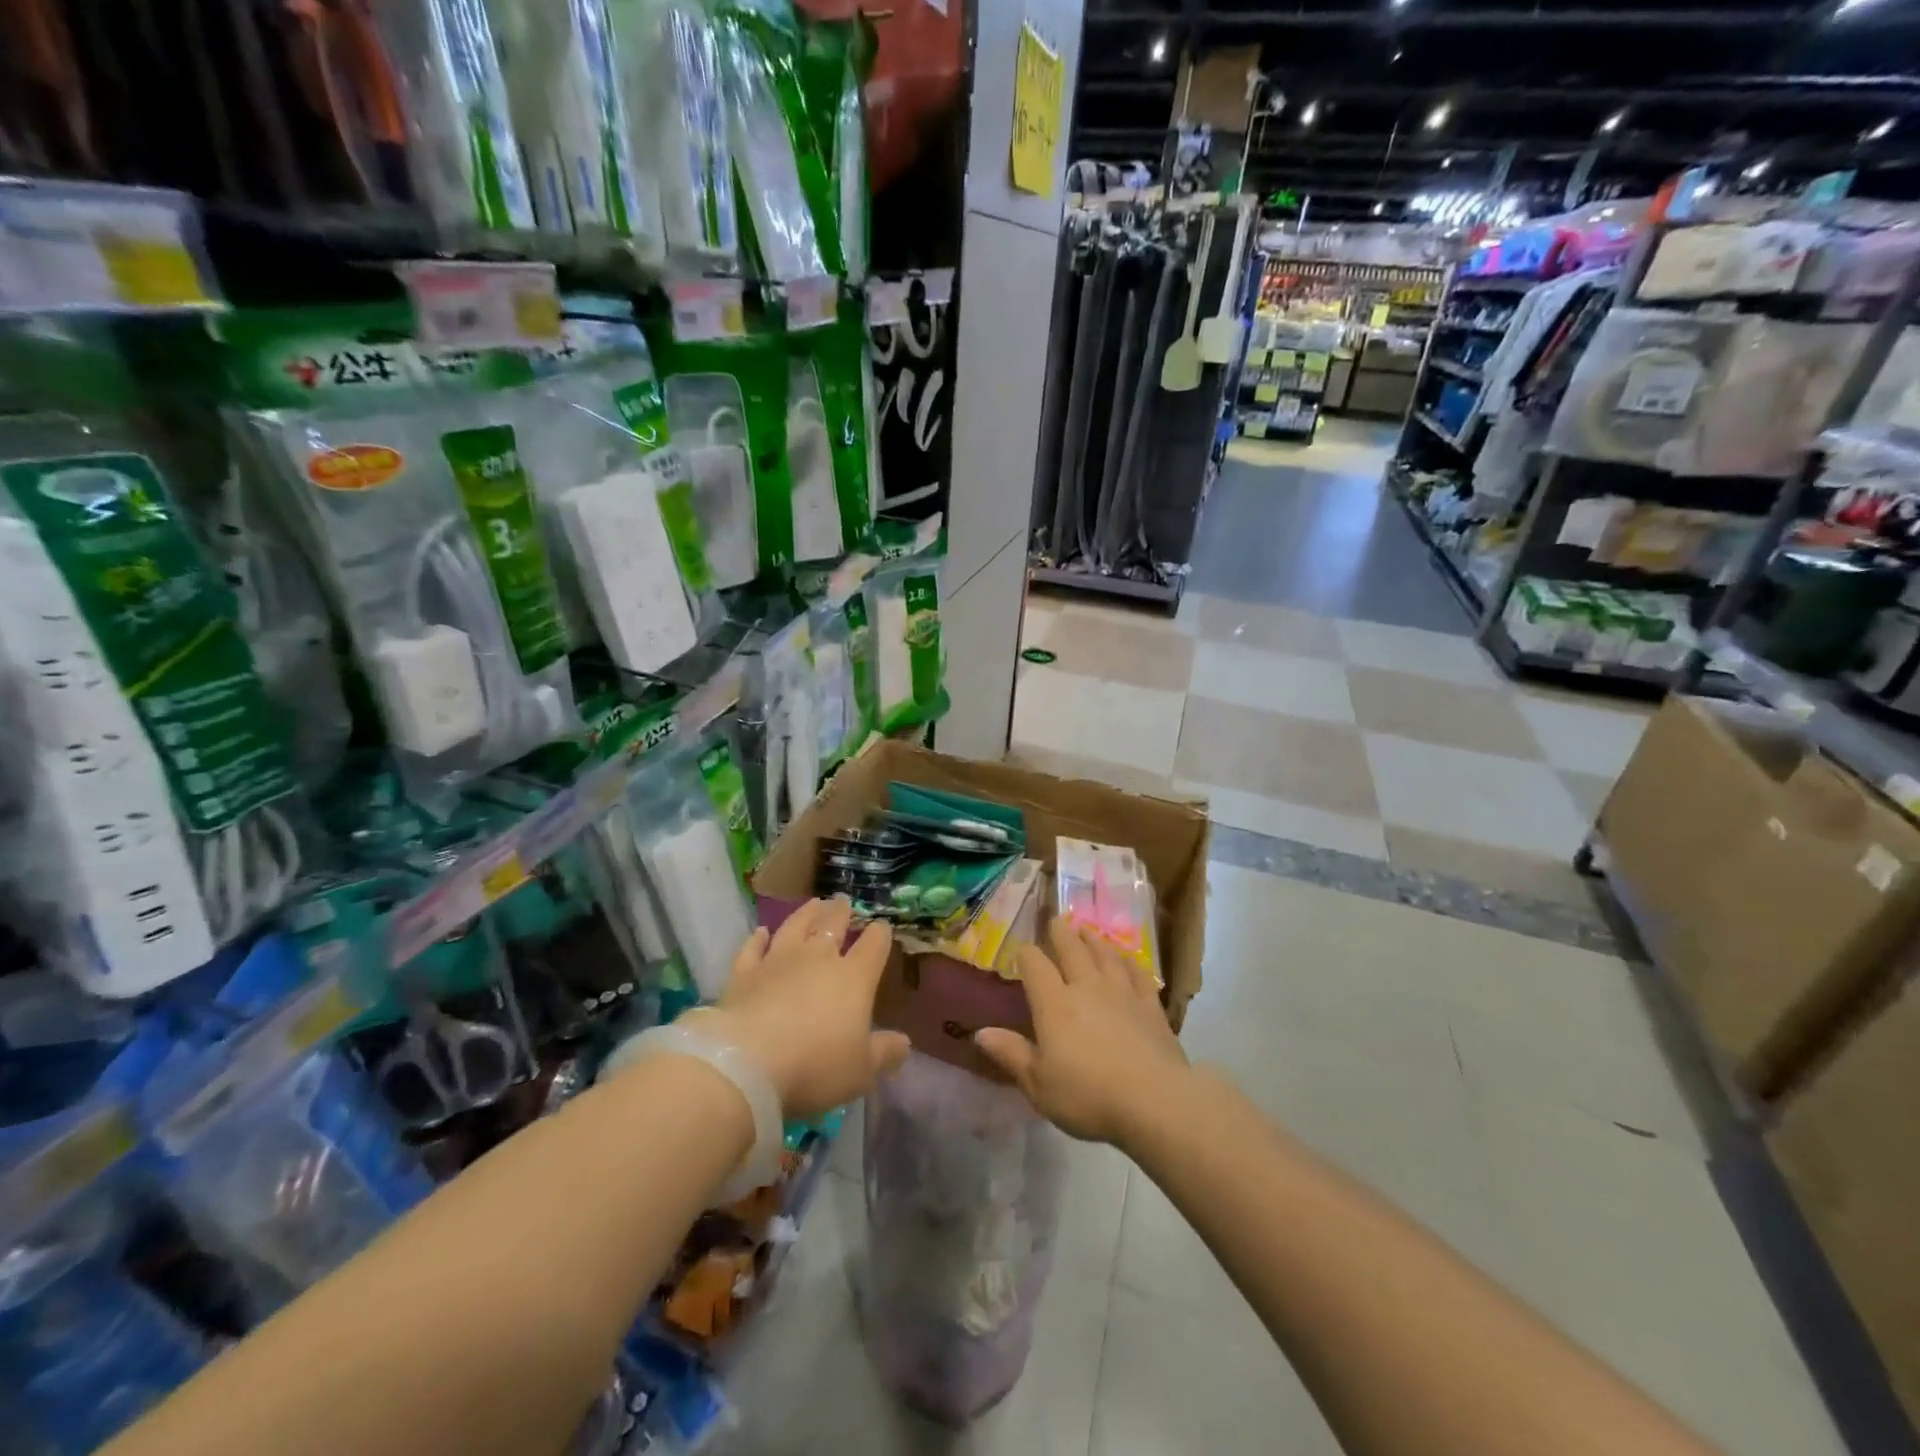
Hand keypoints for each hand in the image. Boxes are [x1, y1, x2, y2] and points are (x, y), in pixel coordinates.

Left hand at [685, 898, 910, 1118]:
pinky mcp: (744, 973)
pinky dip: (758, 938)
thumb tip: (904, 1042)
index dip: (880, 934)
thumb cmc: (814, 1066)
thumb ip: (884, 1053)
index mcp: (854, 978)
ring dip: (806, 913)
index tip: (882, 926)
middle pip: (832, 925)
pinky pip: (752, 948)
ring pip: (795, 926)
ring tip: (814, 903)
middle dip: (841, 912)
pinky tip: (761, 931)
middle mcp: (818, 959)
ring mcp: (778, 961)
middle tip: (843, 901)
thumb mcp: (860, 1071)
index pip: (873, 946)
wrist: (746, 1063)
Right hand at [974, 918, 1189, 1146]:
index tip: (1022, 951)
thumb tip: (979, 1033)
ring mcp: (1122, 992)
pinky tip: (1126, 959)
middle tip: (1056, 920)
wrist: (1154, 1101)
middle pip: (1071, 949)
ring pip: (1105, 954)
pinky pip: (1137, 973)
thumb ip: (1011, 1054)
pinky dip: (1128, 961)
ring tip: (1086, 930)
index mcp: (1054, 1003)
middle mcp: (1086, 987)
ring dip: (1093, 940)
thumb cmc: (1088, 1096)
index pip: (1035, 965)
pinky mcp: (1150, 1005)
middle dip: (1060, 933)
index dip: (1026, 954)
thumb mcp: (1039, 1084)